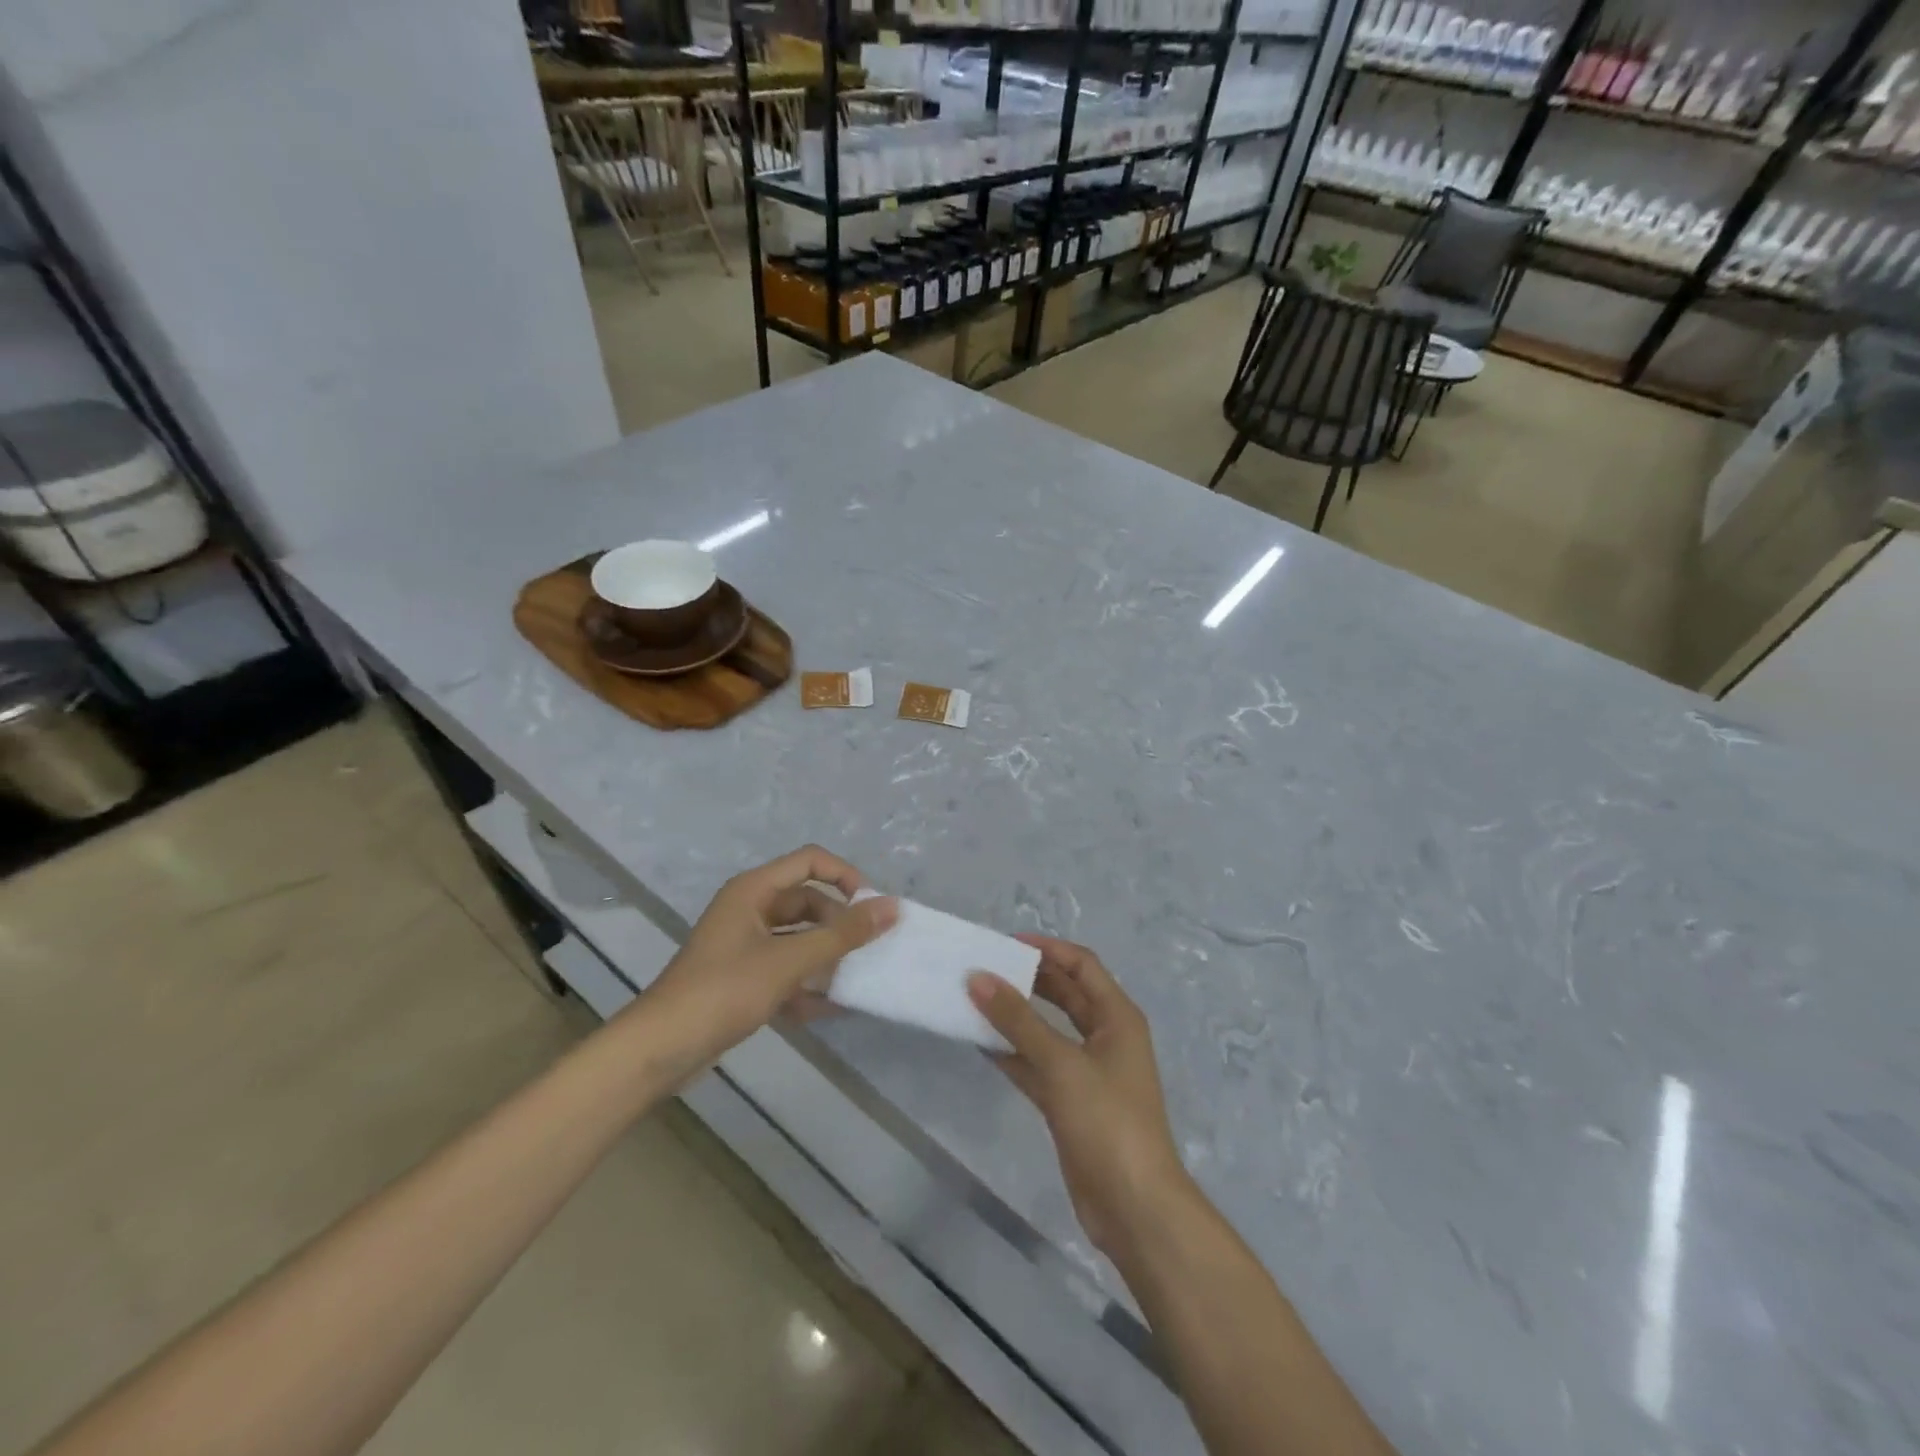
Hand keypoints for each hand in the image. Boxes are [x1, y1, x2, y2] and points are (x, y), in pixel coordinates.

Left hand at [642, 845, 895, 1076]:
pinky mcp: (742, 979)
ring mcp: (744, 945)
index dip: (844, 876)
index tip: (870, 906)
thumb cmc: (724, 991)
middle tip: (867, 949)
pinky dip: (807, 984)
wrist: (660, 1050)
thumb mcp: (789, 960)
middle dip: (838, 924)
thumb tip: (892, 907)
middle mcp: (749, 909)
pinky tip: (829, 1008)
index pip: (810, 861)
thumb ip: (842, 934)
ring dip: (826, 957)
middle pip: (807, 902)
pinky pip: (785, 970)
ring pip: (798, 939)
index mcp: (753, 890)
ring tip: (855, 979)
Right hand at [968, 936, 1189, 1258]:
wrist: (1134, 1207)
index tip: (1006, 942)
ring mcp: (1088, 1071)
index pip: (1082, 965)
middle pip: (1065, 994)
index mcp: (1117, 1017)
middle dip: (1028, 979)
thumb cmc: (1107, 1122)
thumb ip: (1018, 1020)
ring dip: (1016, 1017)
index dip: (1048, 948)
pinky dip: (1013, 1053)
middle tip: (985, 968)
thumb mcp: (1061, 1064)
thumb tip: (978, 977)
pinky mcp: (1070, 1102)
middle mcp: (1105, 1037)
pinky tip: (981, 1045)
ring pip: (1047, 1030)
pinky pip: (1037, 1065)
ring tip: (975, 1000)